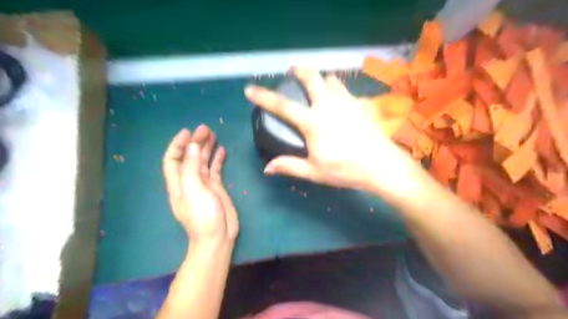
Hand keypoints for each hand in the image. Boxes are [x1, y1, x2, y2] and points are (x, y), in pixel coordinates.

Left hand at [162, 124, 238, 243]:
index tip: (188, 132)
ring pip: (202, 161)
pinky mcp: (216, 187)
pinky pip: (214, 169)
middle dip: (195, 142)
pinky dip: (217, 159)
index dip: (178, 144)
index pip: (173, 159)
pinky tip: (222, 150)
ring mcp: (203, 184)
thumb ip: (191, 169)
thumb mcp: (194, 191)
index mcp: (178, 183)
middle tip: (206, 129)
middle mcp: (189, 181)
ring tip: (213, 134)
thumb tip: (192, 146)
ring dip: (206, 148)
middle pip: (189, 157)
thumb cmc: (202, 216)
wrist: (217, 237)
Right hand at [243, 65, 415, 193]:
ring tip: (319, 87)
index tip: (250, 89)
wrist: (381, 165)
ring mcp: (347, 102)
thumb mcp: (314, 171)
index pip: (282, 106)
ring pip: (332, 80)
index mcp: (313, 122)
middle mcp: (328, 105)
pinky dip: (339, 91)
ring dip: (322, 80)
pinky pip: (347, 91)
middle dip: (300, 71)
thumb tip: (267, 168)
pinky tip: (341, 103)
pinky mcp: (362, 105)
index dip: (263, 96)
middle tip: (293, 71)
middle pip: (312, 78)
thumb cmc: (345, 169)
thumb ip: (290, 166)